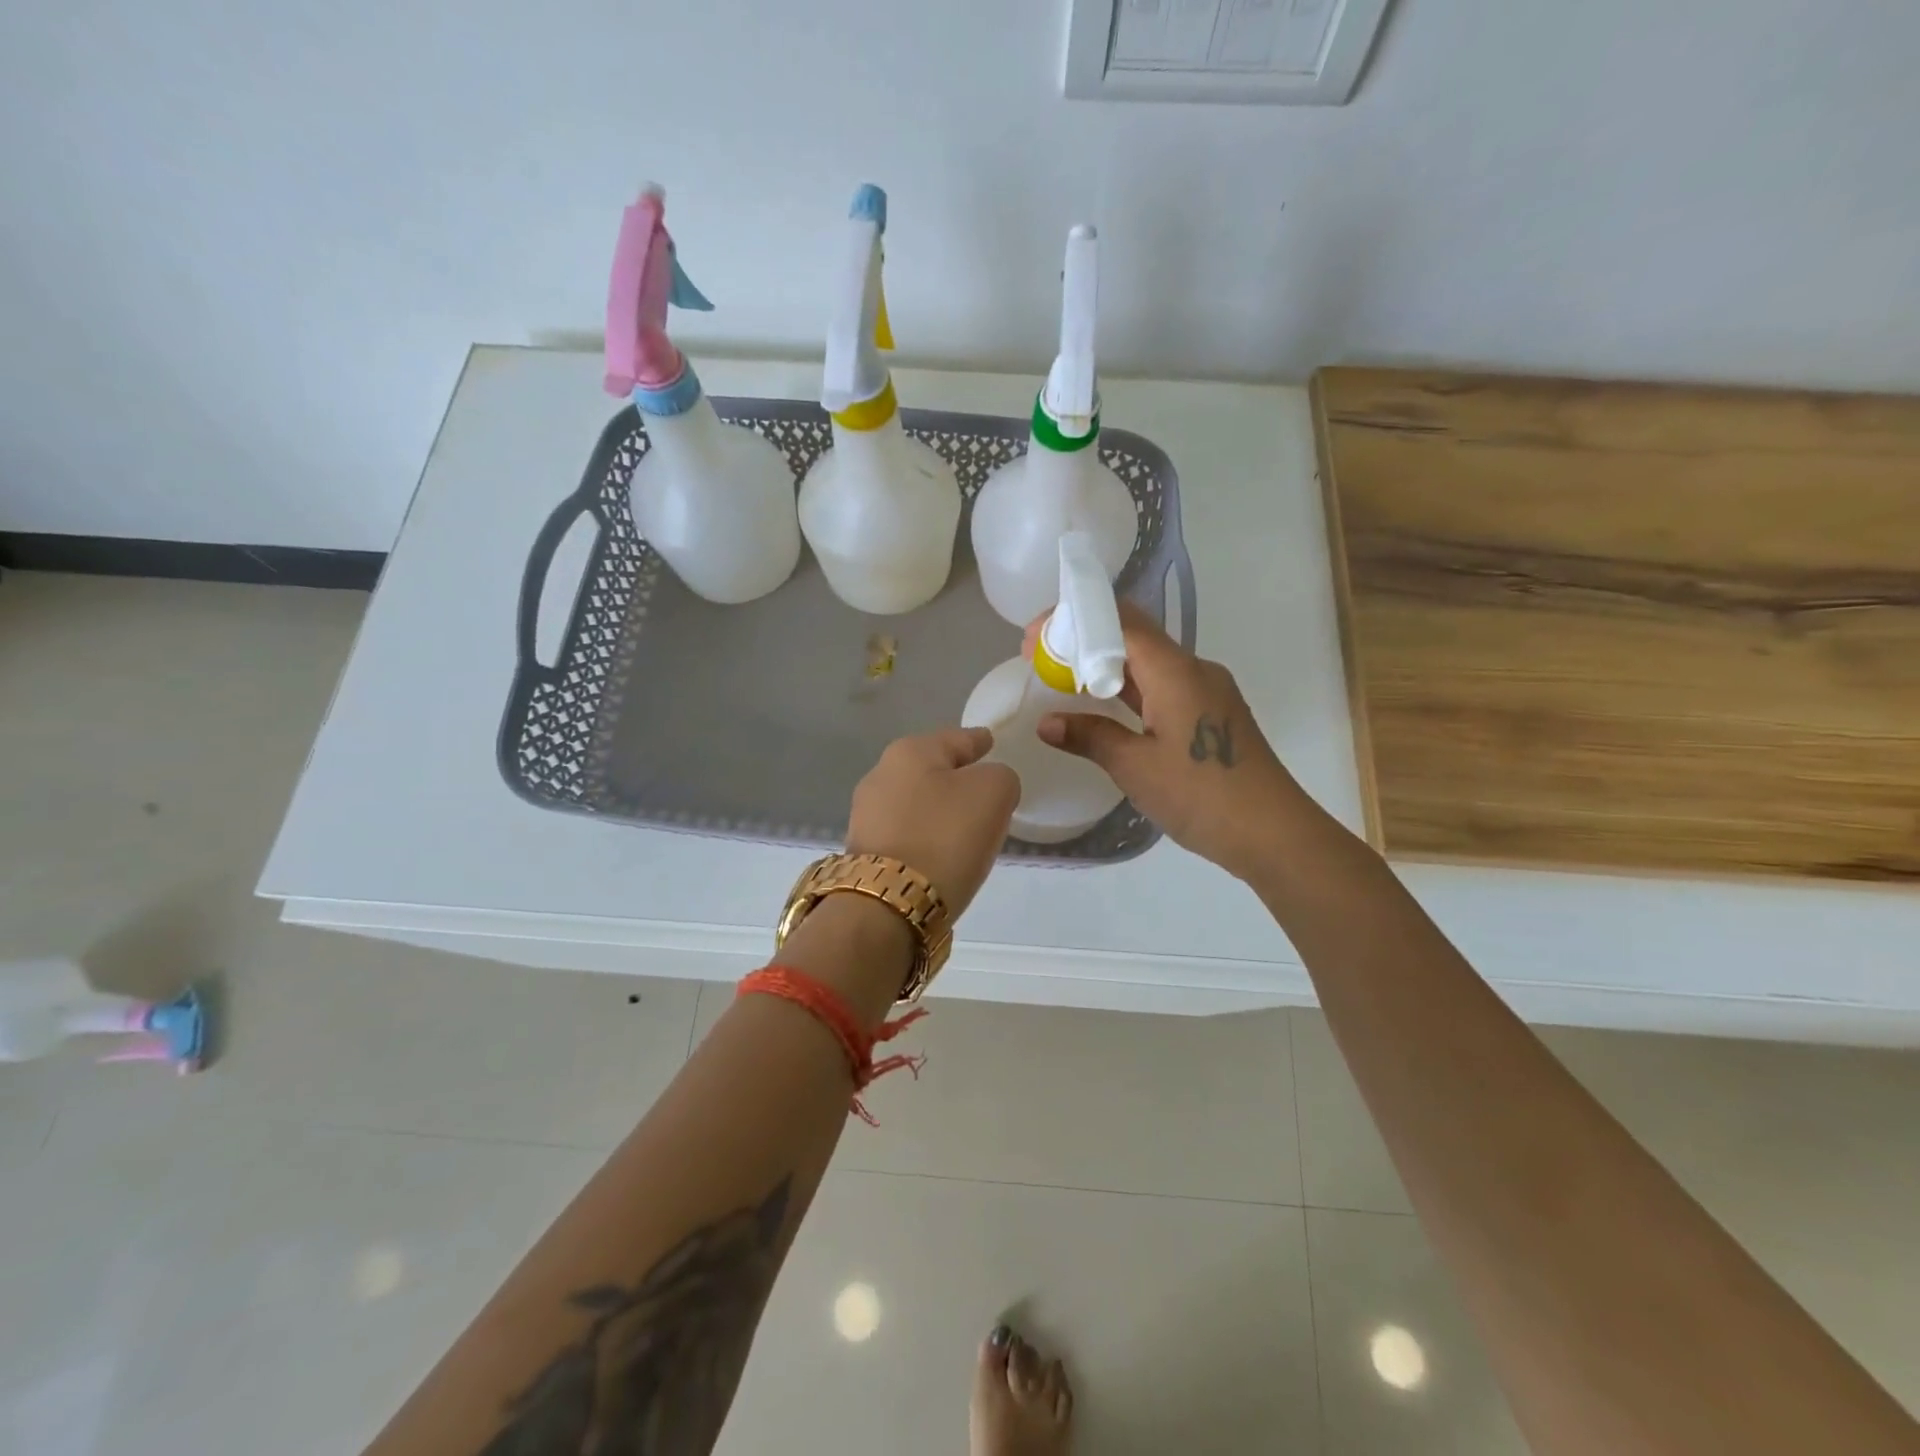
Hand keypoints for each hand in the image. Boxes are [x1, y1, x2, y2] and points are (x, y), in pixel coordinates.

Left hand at [847, 727, 1019, 916]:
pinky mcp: (865, 852)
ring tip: (966, 827)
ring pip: (917, 802)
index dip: (978, 740)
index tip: (990, 741)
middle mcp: (881, 775)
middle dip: (956, 777)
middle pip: (931, 769)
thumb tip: (988, 789)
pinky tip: (941, 852)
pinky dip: (926, 837)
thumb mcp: (994, 793)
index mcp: (910, 751)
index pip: (957, 738)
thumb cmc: (946, 836)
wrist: (890, 904)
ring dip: (939, 811)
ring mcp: (867, 815)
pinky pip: (907, 833)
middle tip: (984, 790)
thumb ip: (1000, 777)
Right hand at [1030, 605, 1301, 881]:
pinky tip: (1104, 709)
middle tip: (1041, 660)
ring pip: (1148, 662)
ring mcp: (1207, 691)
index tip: (1034, 639)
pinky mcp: (1212, 714)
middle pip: (1133, 635)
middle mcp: (1194, 669)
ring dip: (1105, 667)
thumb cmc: (1201, 795)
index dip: (1073, 620)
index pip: (1119, 621)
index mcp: (1175, 670)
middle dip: (1084, 640)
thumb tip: (1047, 722)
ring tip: (1063, 682)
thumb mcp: (1135, 767)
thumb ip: (1090, 737)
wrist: (1273, 833)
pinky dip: (1128, 689)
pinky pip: (1163, 686)